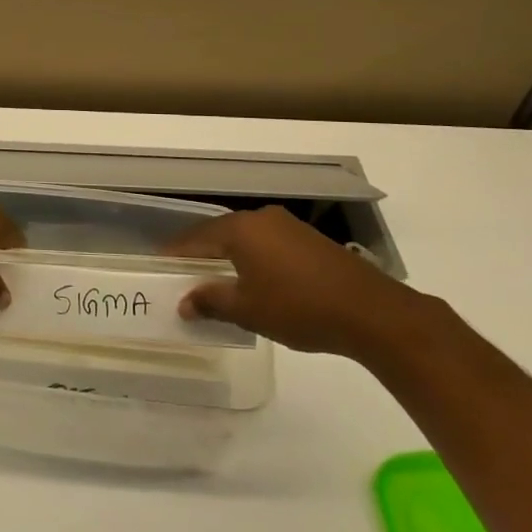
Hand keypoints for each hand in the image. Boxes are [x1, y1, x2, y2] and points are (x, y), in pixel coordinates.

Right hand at [170, 206, 415, 357]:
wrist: (371, 312)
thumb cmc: (299, 307)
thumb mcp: (248, 310)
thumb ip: (211, 301)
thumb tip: (185, 302)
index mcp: (241, 229)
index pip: (196, 238)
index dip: (176, 253)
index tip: (159, 266)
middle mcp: (262, 219)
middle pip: (220, 234)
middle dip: (202, 255)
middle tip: (184, 275)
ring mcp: (289, 227)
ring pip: (246, 239)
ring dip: (229, 258)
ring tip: (217, 281)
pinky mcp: (310, 240)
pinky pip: (268, 245)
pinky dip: (254, 260)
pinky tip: (255, 281)